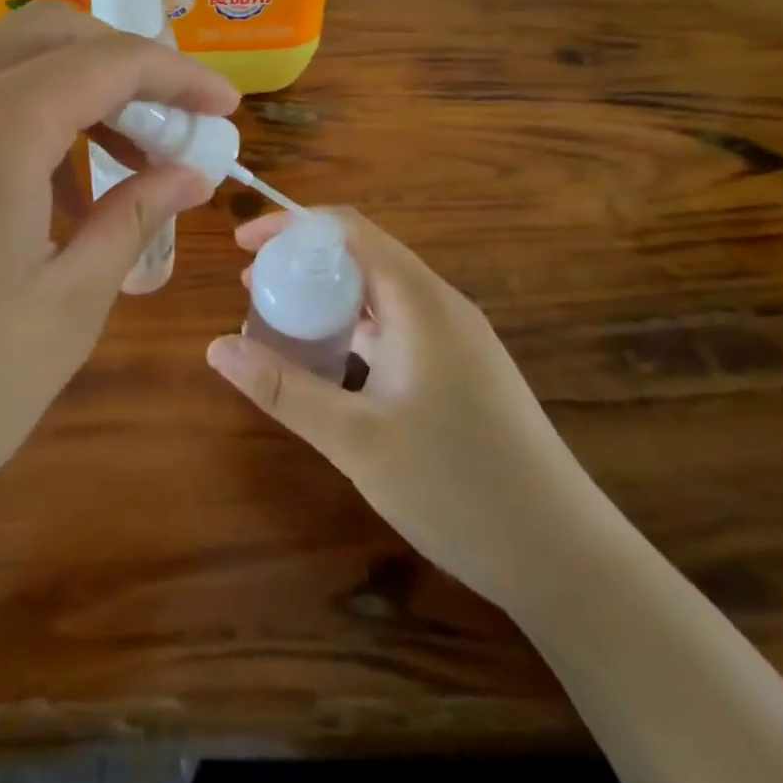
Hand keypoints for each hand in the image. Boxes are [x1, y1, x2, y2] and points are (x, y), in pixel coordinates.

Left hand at [0, 2, 237, 634]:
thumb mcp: (66, 307)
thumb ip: (133, 217)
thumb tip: (190, 173)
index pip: (108, 60)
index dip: (179, 76)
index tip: (227, 106)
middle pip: (49, 34)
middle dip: (123, 64)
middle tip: (169, 126)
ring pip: (0, 64)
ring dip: (69, 91)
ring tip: (114, 165)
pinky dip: (18, 119)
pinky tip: (40, 193)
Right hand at [206, 210, 587, 609]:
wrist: (564, 556)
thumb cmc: (457, 487)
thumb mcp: (355, 439)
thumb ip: (284, 389)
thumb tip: (217, 348)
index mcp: (419, 301)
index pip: (348, 230)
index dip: (292, 226)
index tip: (244, 243)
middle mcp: (441, 305)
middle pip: (364, 256)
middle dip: (304, 262)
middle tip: (252, 287)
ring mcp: (457, 339)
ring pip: (381, 294)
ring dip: (329, 298)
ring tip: (280, 321)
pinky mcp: (463, 370)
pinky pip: (398, 327)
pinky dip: (356, 330)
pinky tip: (331, 365)